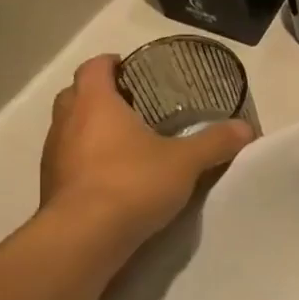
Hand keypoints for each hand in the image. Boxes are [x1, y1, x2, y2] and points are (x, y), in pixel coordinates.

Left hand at [38, 54, 252, 252]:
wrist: (85, 236)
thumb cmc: (133, 183)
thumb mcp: (185, 162)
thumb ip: (215, 142)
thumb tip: (246, 128)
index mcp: (95, 103)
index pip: (95, 67)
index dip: (112, 63)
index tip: (133, 69)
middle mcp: (67, 122)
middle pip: (76, 95)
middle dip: (101, 95)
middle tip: (134, 104)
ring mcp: (55, 156)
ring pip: (70, 129)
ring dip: (92, 129)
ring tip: (127, 142)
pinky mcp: (52, 187)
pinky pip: (71, 161)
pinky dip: (88, 161)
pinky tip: (114, 176)